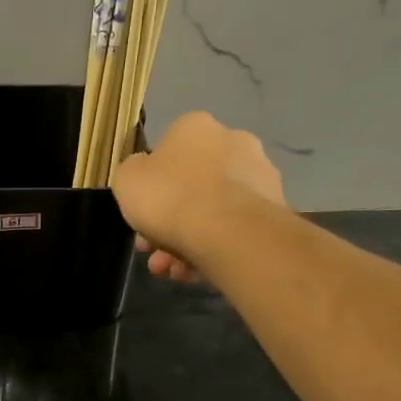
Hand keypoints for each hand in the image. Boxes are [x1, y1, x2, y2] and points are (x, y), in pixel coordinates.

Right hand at [111, 113, 287, 282]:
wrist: (227, 230)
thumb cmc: (169, 196)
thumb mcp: (127, 180)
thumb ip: (133, 173)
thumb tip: (145, 174)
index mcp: (195, 127)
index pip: (168, 150)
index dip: (149, 185)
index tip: (140, 212)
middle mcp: (233, 142)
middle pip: (191, 185)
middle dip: (167, 221)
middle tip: (151, 250)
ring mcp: (259, 176)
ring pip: (212, 211)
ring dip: (186, 241)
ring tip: (171, 270)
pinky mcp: (274, 209)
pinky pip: (232, 229)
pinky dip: (211, 249)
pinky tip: (193, 273)